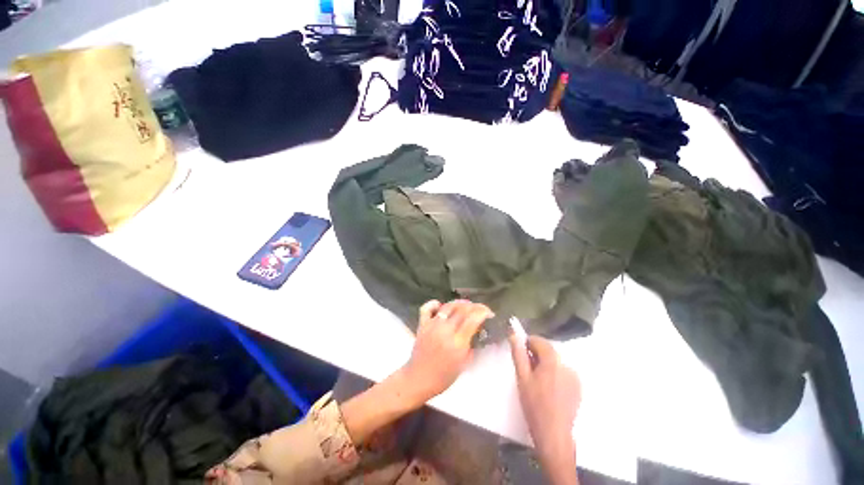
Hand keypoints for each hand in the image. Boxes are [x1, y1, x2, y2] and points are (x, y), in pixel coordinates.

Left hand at [401, 299, 493, 404]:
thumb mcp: (464, 363)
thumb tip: (478, 329)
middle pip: (462, 309)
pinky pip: (427, 308)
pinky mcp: (422, 324)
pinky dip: (434, 304)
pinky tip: (441, 305)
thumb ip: (471, 344)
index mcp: (457, 343)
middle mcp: (445, 331)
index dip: (483, 312)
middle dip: (475, 306)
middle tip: (480, 309)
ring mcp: (432, 326)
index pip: (473, 319)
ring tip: (466, 305)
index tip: (489, 313)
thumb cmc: (444, 376)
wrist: (419, 379)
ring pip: (447, 306)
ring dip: (459, 303)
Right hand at [509, 334, 580, 484]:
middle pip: (549, 352)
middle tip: (526, 368)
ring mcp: (574, 378)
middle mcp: (567, 365)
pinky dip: (554, 374)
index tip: (521, 352)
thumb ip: (518, 354)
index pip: (540, 341)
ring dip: (545, 365)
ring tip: (536, 381)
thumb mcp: (522, 378)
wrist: (554, 434)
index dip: (528, 343)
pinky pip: (563, 373)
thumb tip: (514, 335)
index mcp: (552, 361)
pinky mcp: (578, 388)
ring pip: (556, 363)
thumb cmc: (534, 405)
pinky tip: (548, 389)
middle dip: (536, 355)